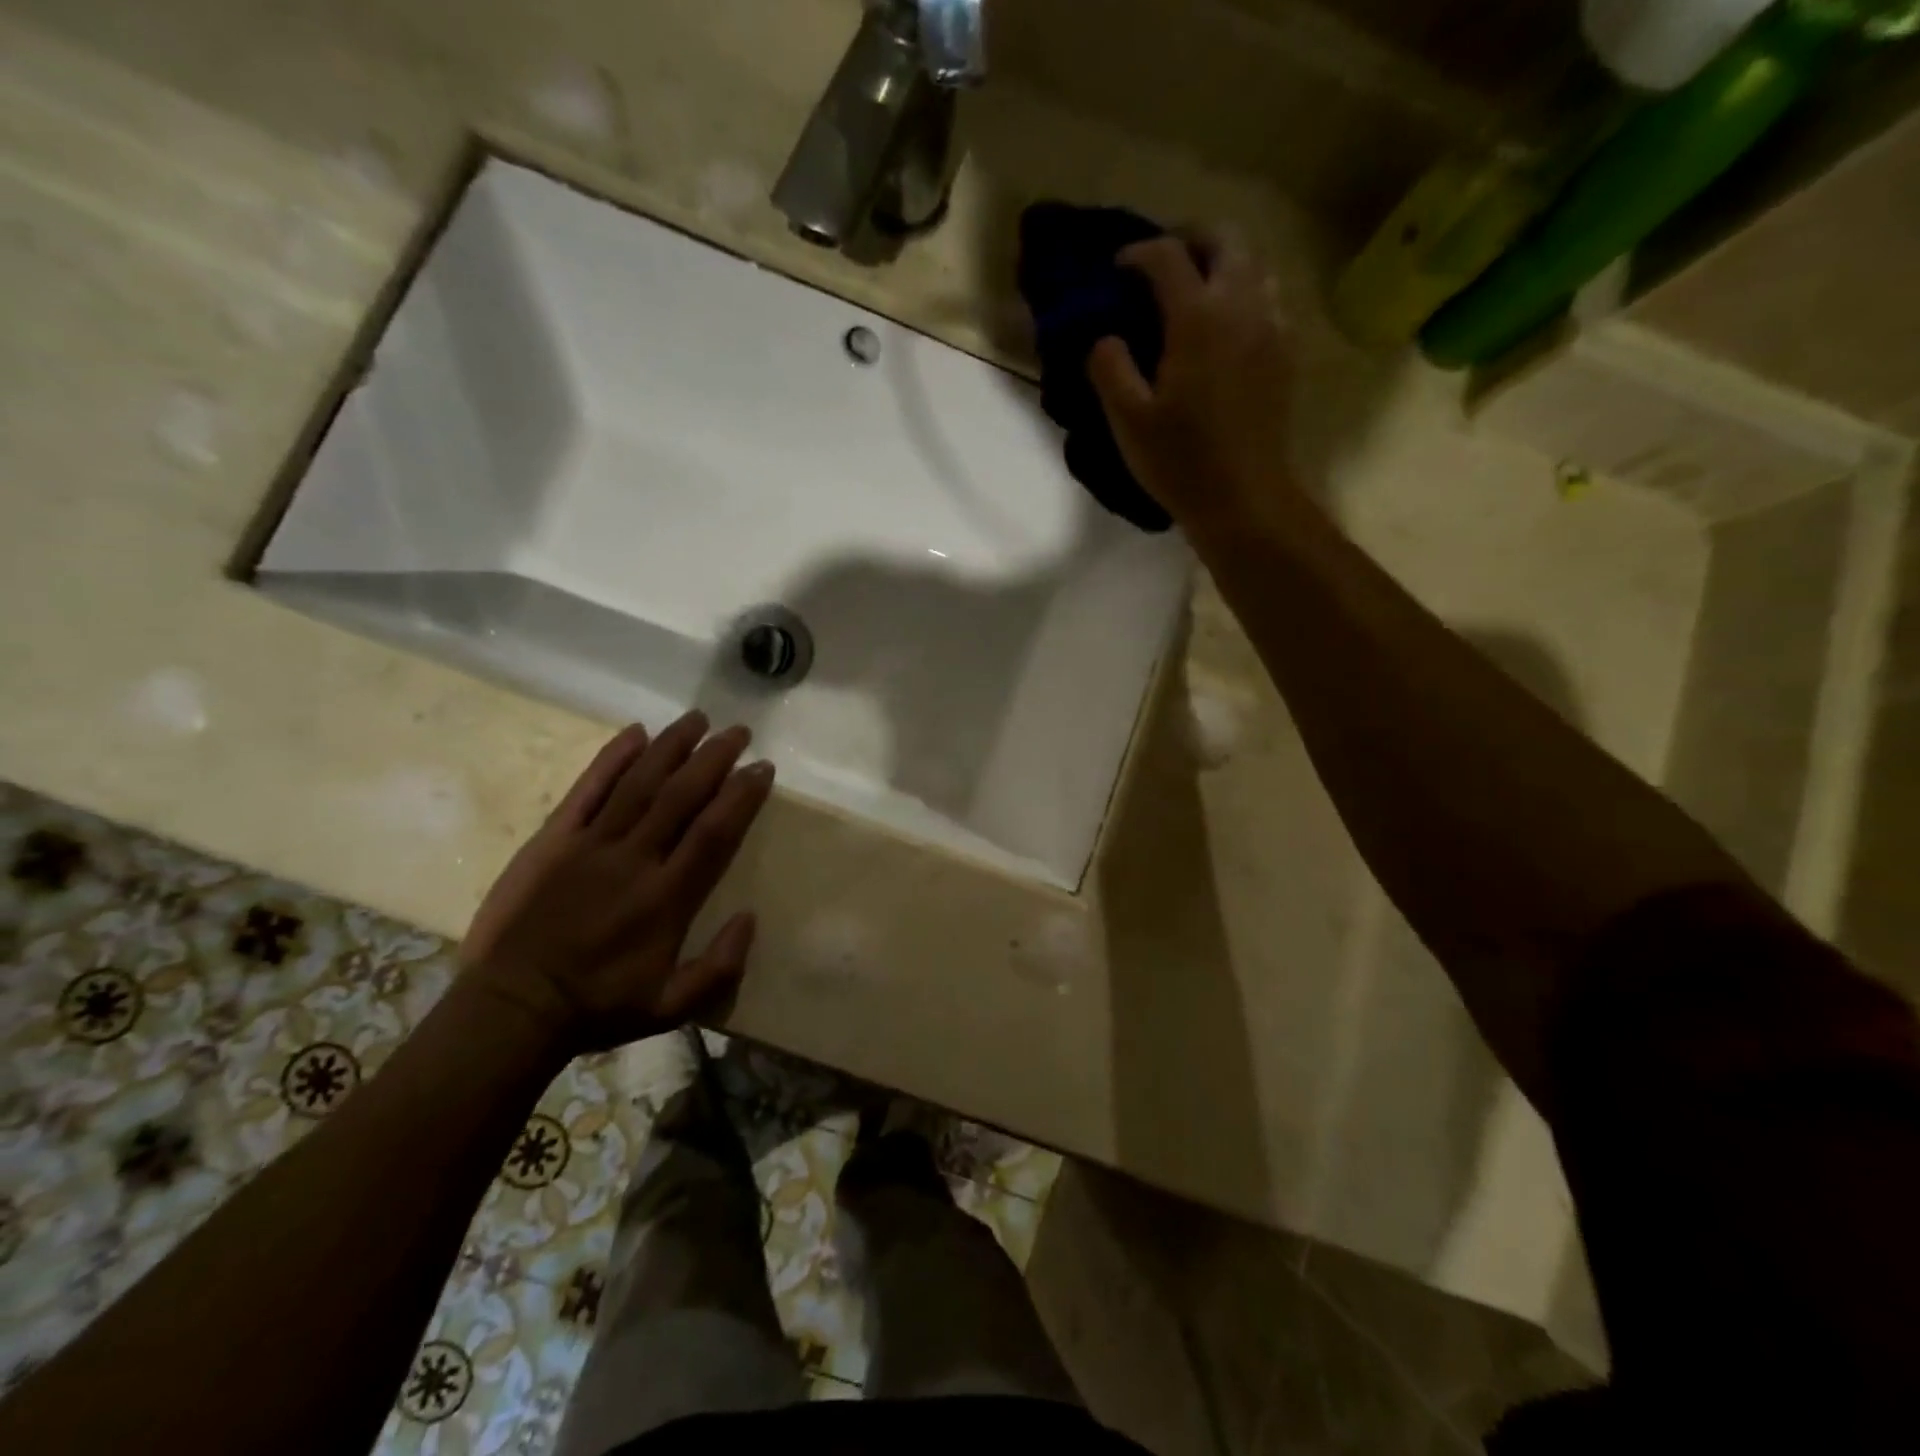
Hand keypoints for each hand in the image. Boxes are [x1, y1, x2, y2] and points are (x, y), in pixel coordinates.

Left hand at [457, 712, 775, 1057]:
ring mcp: (590, 845)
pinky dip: (612, 759)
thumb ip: (720, 966)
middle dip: (714, 758)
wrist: (512, 1009)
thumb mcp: (672, 1007)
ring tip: (698, 719)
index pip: (715, 831)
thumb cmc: (599, 1008)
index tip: (762, 768)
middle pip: (682, 796)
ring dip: (671, 747)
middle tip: (738, 731)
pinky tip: (635, 733)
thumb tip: (751, 917)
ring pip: (639, 783)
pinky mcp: (552, 840)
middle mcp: (635, 860)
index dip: (742, 795)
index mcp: (668, 898)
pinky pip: (586, 791)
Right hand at [1087, 232, 1296, 537]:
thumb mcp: (1128, 421)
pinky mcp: (1286, 351)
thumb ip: (1110, 368)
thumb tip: (1105, 338)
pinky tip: (1224, 325)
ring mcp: (1272, 326)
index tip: (1117, 269)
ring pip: (1255, 263)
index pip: (1168, 257)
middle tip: (1162, 265)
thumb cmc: (1180, 462)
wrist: (1244, 498)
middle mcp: (1242, 306)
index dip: (1138, 253)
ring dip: (1222, 262)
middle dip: (1190, 239)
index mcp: (1198, 318)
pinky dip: (1244, 292)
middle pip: (1225, 239)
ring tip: (1194, 290)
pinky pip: (1269, 297)